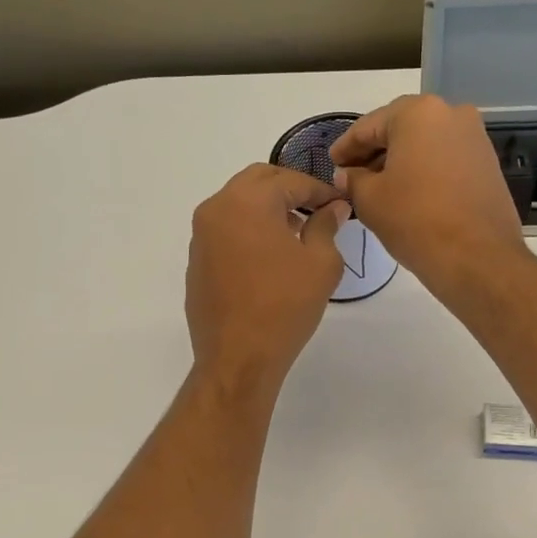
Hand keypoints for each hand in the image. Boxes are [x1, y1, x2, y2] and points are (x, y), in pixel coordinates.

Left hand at [186, 165, 350, 395]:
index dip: (320, 189)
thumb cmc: (285, 307)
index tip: (339, 203)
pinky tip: (268, 257)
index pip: (290, 180)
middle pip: (258, 181)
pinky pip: (226, 230)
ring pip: (238, 204)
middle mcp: (217, 209)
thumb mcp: (321, 264)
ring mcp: (201, 236)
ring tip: (296, 232)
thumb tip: (333, 208)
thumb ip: (326, 226)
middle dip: (289, 189)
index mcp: (247, 201)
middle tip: (316, 209)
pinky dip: (248, 230)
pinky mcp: (196, 261)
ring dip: (267, 208)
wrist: (238, 357)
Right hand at [328, 94, 527, 303]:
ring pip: (424, 144)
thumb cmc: (415, 220)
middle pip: (400, 130)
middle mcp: (451, 113)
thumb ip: (352, 180)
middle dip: (374, 152)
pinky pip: (444, 159)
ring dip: (399, 162)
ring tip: (377, 188)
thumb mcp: (370, 200)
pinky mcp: (487, 163)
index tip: (331, 164)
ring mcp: (474, 137)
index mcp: (418, 113)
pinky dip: (423, 170)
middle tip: (351, 176)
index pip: (369, 126)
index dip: (345, 147)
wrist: (477, 257)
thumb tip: (347, 174)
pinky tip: (408, 194)